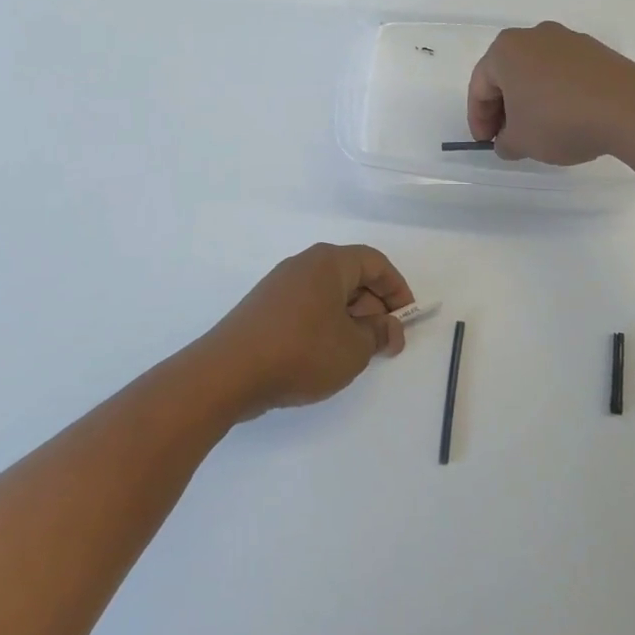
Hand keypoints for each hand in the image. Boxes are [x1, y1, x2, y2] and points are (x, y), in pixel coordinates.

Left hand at [196, 243, 414, 418]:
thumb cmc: (301, 352)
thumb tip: (389, 328)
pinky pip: (306, 308)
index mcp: (328, 262)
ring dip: (350, 319)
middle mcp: (303, 265)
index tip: (406, 319)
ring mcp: (279, 286)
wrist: (228, 372)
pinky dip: (324, 325)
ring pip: (328, 294)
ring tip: (356, 354)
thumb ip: (379, 334)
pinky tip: (324, 357)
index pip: (375, 262)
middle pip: (351, 276)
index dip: (397, 288)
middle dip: (374, 307)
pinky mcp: (263, 308)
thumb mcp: (354, 348)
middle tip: (384, 343)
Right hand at [466, 21, 634, 164]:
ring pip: (537, 73)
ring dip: (531, 100)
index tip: (487, 144)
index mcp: (506, 50)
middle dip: (504, 108)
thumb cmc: (560, 121)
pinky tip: (567, 119)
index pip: (479, 87)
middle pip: (507, 75)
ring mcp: (569, 40)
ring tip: (539, 131)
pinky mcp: (596, 51)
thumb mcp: (521, 142)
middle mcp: (534, 36)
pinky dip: (558, 94)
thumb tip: (508, 140)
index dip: (479, 119)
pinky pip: (564, 74)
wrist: (630, 110)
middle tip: (508, 138)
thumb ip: (504, 142)